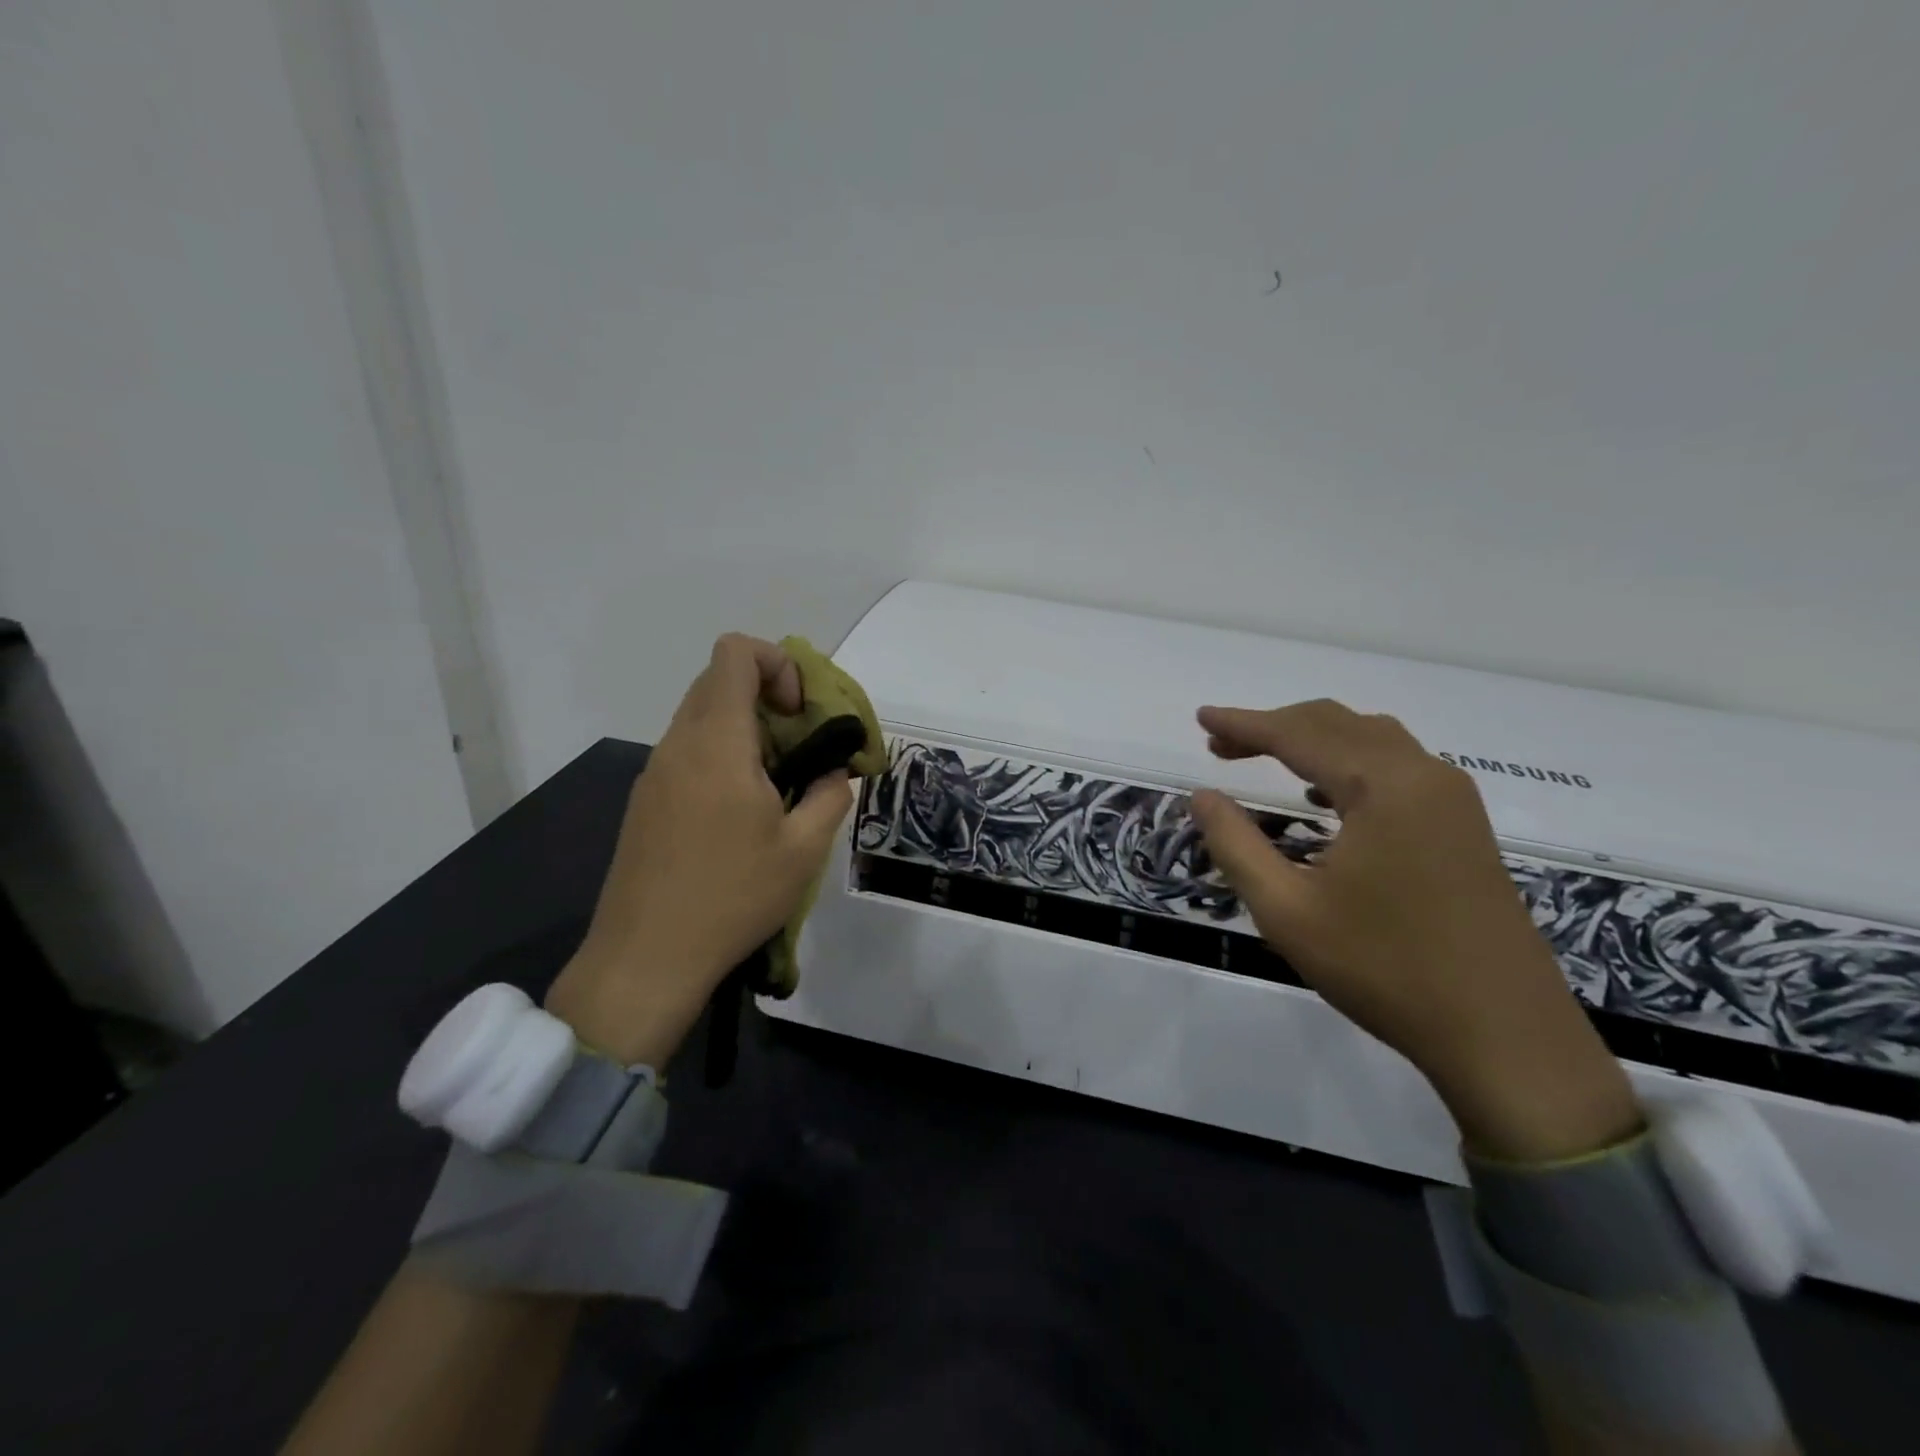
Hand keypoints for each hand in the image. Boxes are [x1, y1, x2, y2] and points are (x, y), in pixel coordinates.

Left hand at [545, 634, 853, 1066]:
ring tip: (775, 788)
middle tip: (799, 749)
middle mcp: (678, 744)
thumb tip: (832, 772)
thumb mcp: (804, 850)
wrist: (647, 958)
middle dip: (768, 697)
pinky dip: (722, 758)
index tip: (800, 714)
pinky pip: (687, 753)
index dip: (777, 663)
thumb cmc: (732, 897)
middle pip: (719, 681)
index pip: (735, 654)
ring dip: (746, 732)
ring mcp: (655, 773)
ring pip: (702, 718)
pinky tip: (739, 816)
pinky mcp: (645, 802)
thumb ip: (830, 794)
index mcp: (717, 743)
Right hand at [1189, 700, 1639, 1161]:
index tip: (1200, 717)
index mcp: (1383, 787)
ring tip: (1263, 757)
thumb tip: (1203, 796)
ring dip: (1313, 739)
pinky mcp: (1463, 826)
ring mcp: (1452, 800)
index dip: (1244, 723)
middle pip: (1336, 724)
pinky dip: (1348, 762)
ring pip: (1371, 739)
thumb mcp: (1287, 911)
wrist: (1503, 1035)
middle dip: (1274, 727)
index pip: (1298, 735)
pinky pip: (1397, 766)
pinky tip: (1322, 795)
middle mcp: (1424, 776)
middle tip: (1220, 745)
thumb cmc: (1384, 969)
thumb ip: (1235, 844)